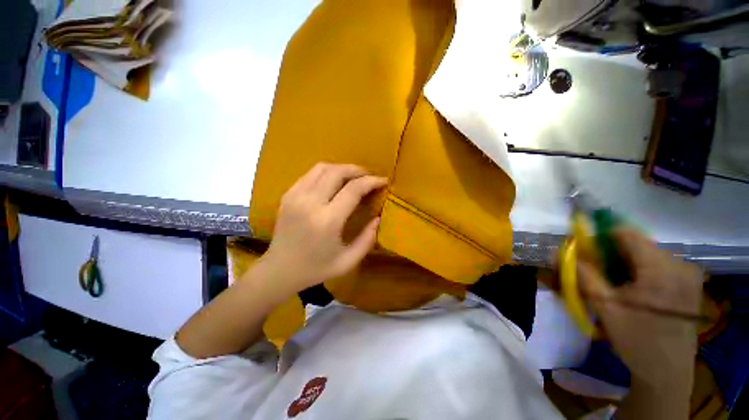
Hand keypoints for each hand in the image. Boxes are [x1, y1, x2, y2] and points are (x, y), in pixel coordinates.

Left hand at [259, 163, 386, 297]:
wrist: (279, 270)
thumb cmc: (315, 269)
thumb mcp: (348, 262)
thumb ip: (367, 240)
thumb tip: (377, 218)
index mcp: (327, 221)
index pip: (353, 189)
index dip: (371, 181)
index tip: (382, 181)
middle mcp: (310, 203)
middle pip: (337, 172)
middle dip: (357, 170)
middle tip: (369, 176)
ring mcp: (295, 196)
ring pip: (322, 168)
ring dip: (342, 168)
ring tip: (353, 177)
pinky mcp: (288, 195)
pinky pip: (310, 174)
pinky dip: (326, 172)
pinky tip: (333, 182)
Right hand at [577, 228, 702, 387]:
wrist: (668, 372)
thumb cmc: (636, 340)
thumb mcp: (604, 307)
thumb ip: (582, 275)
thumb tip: (556, 252)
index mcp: (660, 269)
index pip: (625, 232)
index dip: (600, 237)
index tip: (586, 254)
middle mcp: (679, 264)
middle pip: (636, 243)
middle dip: (611, 254)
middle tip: (598, 275)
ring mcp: (687, 273)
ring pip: (645, 254)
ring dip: (625, 264)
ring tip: (616, 287)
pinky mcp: (689, 282)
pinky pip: (657, 265)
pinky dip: (639, 271)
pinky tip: (634, 292)